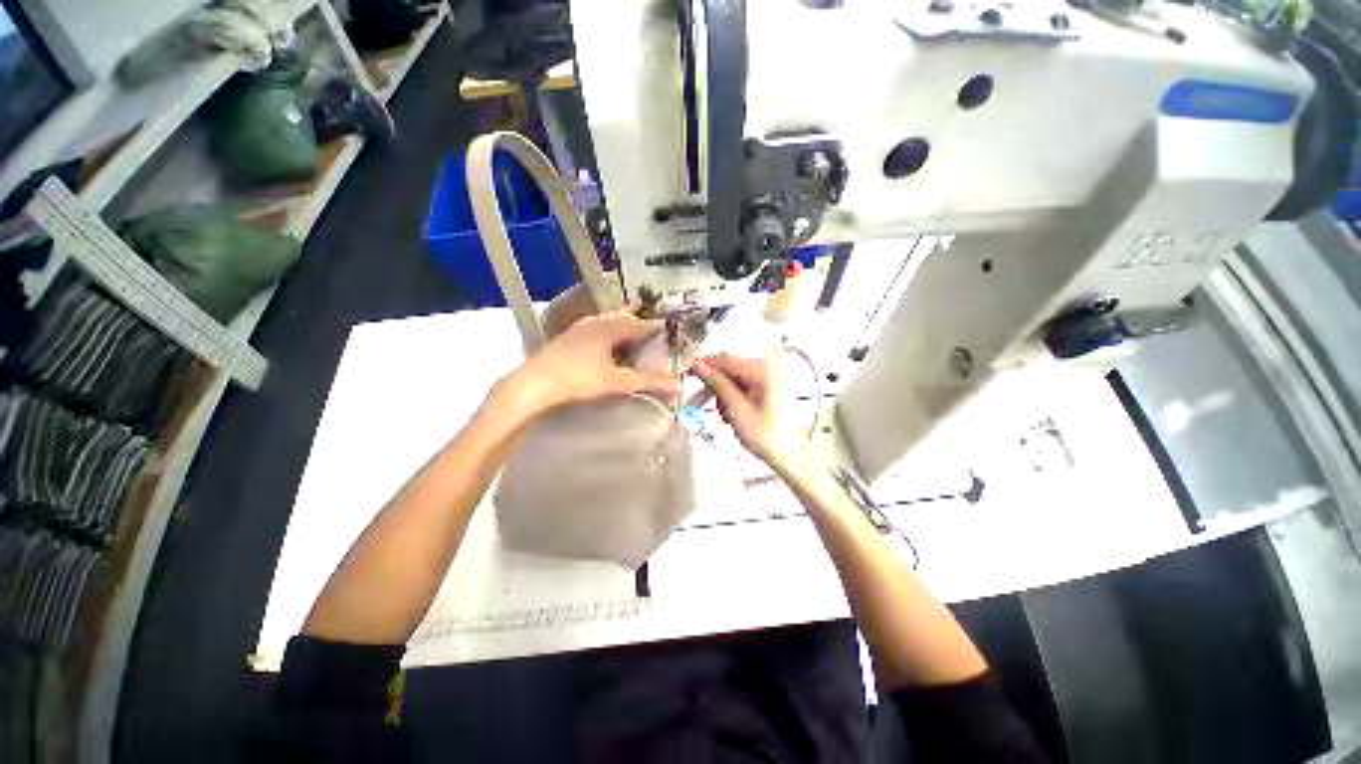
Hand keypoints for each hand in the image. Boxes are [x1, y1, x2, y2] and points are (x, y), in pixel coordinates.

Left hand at [499, 310, 682, 416]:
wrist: (534, 384)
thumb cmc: (579, 378)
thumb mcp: (618, 381)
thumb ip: (649, 382)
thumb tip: (679, 385)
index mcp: (611, 326)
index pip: (643, 324)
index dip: (659, 328)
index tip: (674, 332)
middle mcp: (597, 321)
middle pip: (625, 318)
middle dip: (641, 324)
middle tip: (656, 334)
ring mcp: (580, 327)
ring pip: (609, 323)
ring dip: (624, 329)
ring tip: (635, 340)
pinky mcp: (570, 337)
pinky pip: (597, 329)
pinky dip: (610, 335)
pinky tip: (609, 348)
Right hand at [691, 353, 807, 468]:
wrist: (789, 454)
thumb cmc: (768, 437)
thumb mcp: (737, 411)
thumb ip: (718, 385)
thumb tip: (700, 367)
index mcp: (765, 369)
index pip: (727, 359)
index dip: (704, 365)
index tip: (686, 370)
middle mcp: (768, 366)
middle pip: (729, 368)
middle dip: (713, 384)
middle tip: (696, 399)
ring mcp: (768, 375)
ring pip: (732, 377)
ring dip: (721, 394)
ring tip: (720, 414)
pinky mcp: (766, 384)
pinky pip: (740, 384)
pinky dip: (730, 397)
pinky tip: (729, 413)